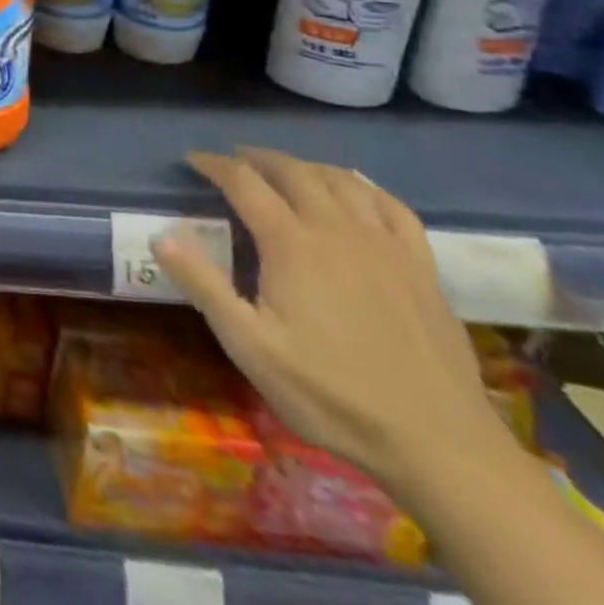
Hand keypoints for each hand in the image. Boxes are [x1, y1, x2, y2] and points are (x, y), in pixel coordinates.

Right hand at [154, 148, 510, 492]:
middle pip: (293, 171)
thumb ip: (204, 286)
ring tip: (285, 170)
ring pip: (341, 180)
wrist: (441, 446)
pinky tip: (354, 192)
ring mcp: (385, 246)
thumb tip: (162, 236)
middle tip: (233, 160)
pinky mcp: (422, 268)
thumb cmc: (332, 395)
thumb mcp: (250, 347)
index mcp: (292, 244)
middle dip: (258, 158)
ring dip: (305, 166)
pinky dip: (364, 187)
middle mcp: (337, 230)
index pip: (244, 182)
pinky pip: (392, 206)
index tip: (192, 162)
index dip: (214, 165)